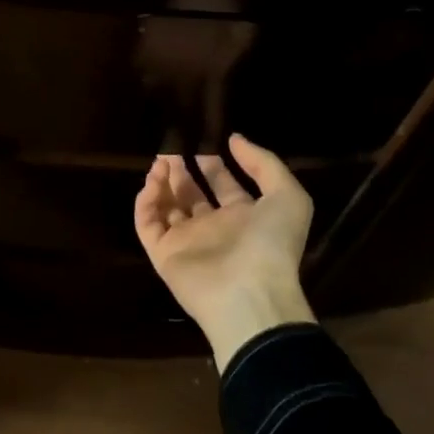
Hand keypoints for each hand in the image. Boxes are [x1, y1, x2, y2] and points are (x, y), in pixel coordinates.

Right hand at [134, 135, 316, 370]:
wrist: (249, 294)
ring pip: (167, 206)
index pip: (223, 185)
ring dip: (162, 182)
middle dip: (181, 170)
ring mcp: (187, 242)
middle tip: (170, 147)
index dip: (213, 164)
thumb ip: (264, 163)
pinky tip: (153, 180)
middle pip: (191, 194)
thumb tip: (234, 139)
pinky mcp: (163, 254)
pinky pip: (147, 223)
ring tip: (159, 160)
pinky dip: (146, 202)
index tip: (202, 143)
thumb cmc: (271, 244)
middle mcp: (214, 228)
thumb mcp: (287, 196)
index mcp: (244, 217)